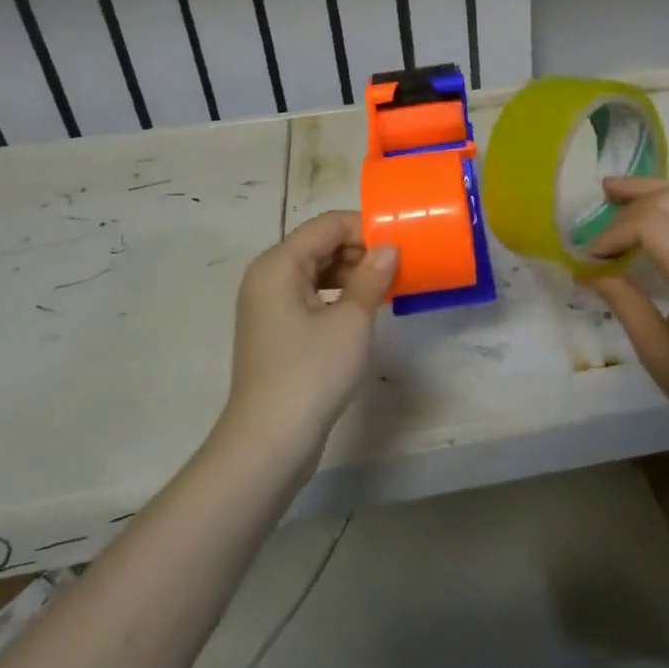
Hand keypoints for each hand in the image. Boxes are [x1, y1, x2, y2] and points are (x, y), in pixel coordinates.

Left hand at [218, 211, 397, 467]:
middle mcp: (267, 276)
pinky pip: (309, 295)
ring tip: (385, 290)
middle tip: (398, 269)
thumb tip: (390, 248)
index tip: (401, 246)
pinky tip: (361, 311)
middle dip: (360, 251)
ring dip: (351, 274)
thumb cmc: (312, 373)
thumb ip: (372, 277)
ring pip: (315, 270)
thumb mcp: (352, 321)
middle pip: (319, 244)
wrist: (269, 442)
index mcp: (279, 264)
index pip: (328, 225)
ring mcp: (267, 305)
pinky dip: (336, 295)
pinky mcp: (275, 329)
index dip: (366, 228)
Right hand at [588, 178, 668, 467]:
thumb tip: (592, 273)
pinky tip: (652, 211)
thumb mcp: (658, 355)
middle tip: (597, 205)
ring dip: (653, 190)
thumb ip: (625, 305)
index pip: (652, 225)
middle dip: (631, 198)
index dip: (614, 232)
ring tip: (618, 192)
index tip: (591, 257)